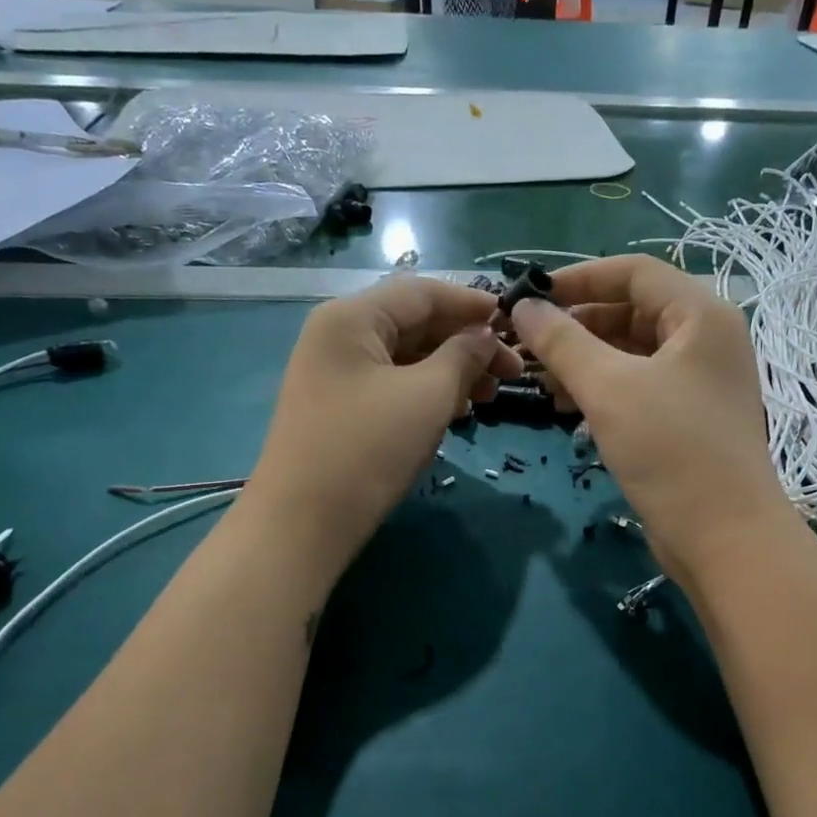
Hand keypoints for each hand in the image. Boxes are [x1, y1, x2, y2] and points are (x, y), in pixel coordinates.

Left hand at [245, 276, 520, 581]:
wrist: (303, 523)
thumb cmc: (368, 450)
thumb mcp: (427, 396)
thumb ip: (463, 356)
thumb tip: (485, 336)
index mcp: (352, 318)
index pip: (422, 293)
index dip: (472, 304)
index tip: (514, 322)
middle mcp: (340, 335)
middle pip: (415, 324)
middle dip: (466, 343)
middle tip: (512, 371)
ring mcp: (336, 374)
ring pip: (407, 358)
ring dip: (452, 370)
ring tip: (490, 395)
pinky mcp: (341, 408)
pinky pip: (393, 385)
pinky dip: (428, 392)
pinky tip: (457, 410)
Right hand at [509, 256, 791, 586]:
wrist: (725, 539)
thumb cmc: (671, 451)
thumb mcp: (609, 389)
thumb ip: (563, 342)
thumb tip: (524, 306)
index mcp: (702, 315)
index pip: (634, 273)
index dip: (579, 279)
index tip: (530, 298)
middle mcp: (707, 340)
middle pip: (633, 313)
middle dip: (578, 328)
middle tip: (529, 349)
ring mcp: (701, 382)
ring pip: (633, 354)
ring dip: (587, 363)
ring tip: (544, 385)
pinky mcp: (691, 420)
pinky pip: (641, 388)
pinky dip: (606, 392)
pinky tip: (571, 411)